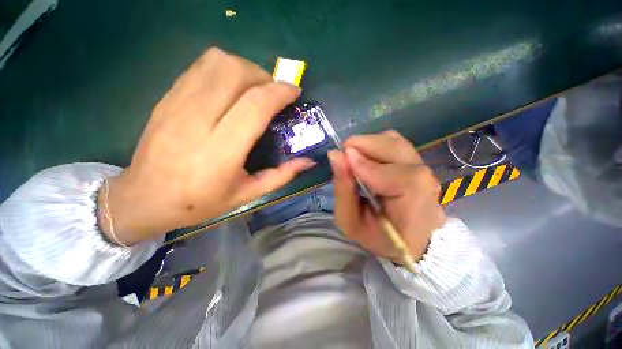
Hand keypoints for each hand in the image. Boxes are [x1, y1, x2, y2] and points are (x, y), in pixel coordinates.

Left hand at [99, 48, 314, 244]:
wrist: (143, 198)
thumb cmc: (200, 202)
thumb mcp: (248, 195)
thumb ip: (281, 175)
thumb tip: (308, 161)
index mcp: (221, 151)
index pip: (255, 105)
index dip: (280, 92)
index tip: (295, 92)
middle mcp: (197, 121)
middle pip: (236, 72)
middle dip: (264, 76)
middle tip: (273, 94)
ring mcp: (177, 104)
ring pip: (217, 62)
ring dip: (244, 69)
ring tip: (254, 89)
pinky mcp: (166, 97)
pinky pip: (200, 67)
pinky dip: (224, 70)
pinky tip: (231, 89)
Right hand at [328, 130, 446, 265]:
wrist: (411, 239)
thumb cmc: (380, 237)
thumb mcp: (351, 223)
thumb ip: (343, 190)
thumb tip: (335, 155)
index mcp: (412, 205)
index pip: (391, 175)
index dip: (363, 164)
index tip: (340, 160)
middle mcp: (424, 179)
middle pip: (393, 147)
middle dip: (361, 146)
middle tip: (343, 158)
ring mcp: (423, 166)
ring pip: (392, 140)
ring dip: (367, 144)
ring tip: (353, 159)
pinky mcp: (416, 160)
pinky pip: (394, 141)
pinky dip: (375, 143)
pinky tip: (366, 158)